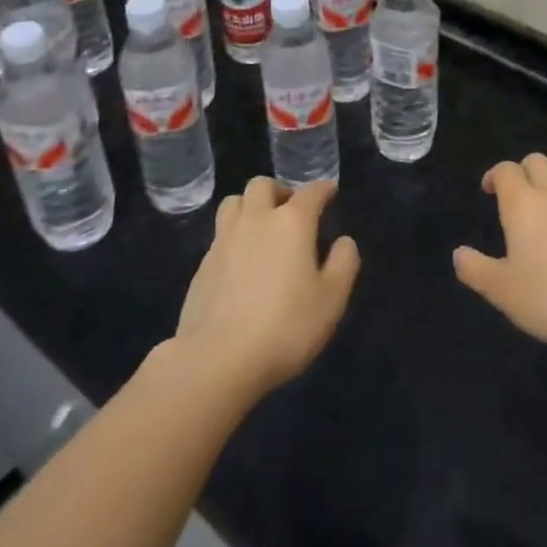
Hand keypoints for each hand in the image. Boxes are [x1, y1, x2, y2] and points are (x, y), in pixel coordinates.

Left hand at [172, 177, 359, 400]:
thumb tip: (343, 241)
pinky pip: (220, 234)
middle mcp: (255, 221)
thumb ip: (344, 264)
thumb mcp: (332, 300)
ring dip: (251, 206)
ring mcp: (224, 241)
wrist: (217, 361)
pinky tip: (243, 262)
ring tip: (263, 229)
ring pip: (234, 203)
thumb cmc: (285, 327)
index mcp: (291, 223)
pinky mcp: (202, 266)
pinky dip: (235, 236)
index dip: (323, 189)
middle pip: (262, 185)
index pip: (310, 192)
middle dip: (280, 191)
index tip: (330, 191)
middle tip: (291, 212)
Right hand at [454, 154, 546, 353]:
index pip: (506, 170)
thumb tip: (459, 254)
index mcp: (522, 204)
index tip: (488, 190)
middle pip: (537, 161)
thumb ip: (476, 269)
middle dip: (523, 171)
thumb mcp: (501, 290)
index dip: (494, 175)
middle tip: (515, 196)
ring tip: (546, 203)